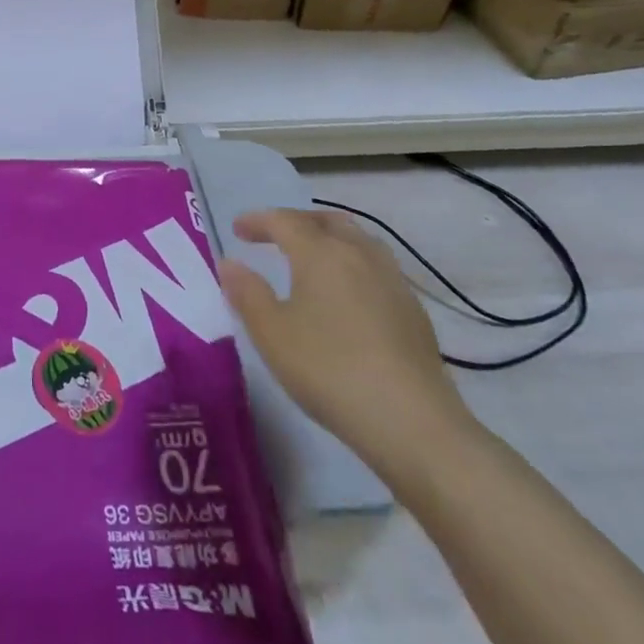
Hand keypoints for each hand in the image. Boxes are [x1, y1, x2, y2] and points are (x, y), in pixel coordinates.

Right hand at [217, 209, 474, 476]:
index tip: (237, 230)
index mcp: (320, 253)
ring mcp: (392, 281)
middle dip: (298, 221)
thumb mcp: (272, 334)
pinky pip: (377, 268)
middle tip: (276, 236)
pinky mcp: (414, 311)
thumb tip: (229, 263)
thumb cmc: (329, 369)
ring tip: (313, 259)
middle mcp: (359, 254)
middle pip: (328, 221)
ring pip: (359, 241)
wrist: (412, 423)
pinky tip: (348, 295)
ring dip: (331, 239)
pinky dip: (354, 265)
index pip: (284, 221)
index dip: (258, 221)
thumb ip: (247, 293)